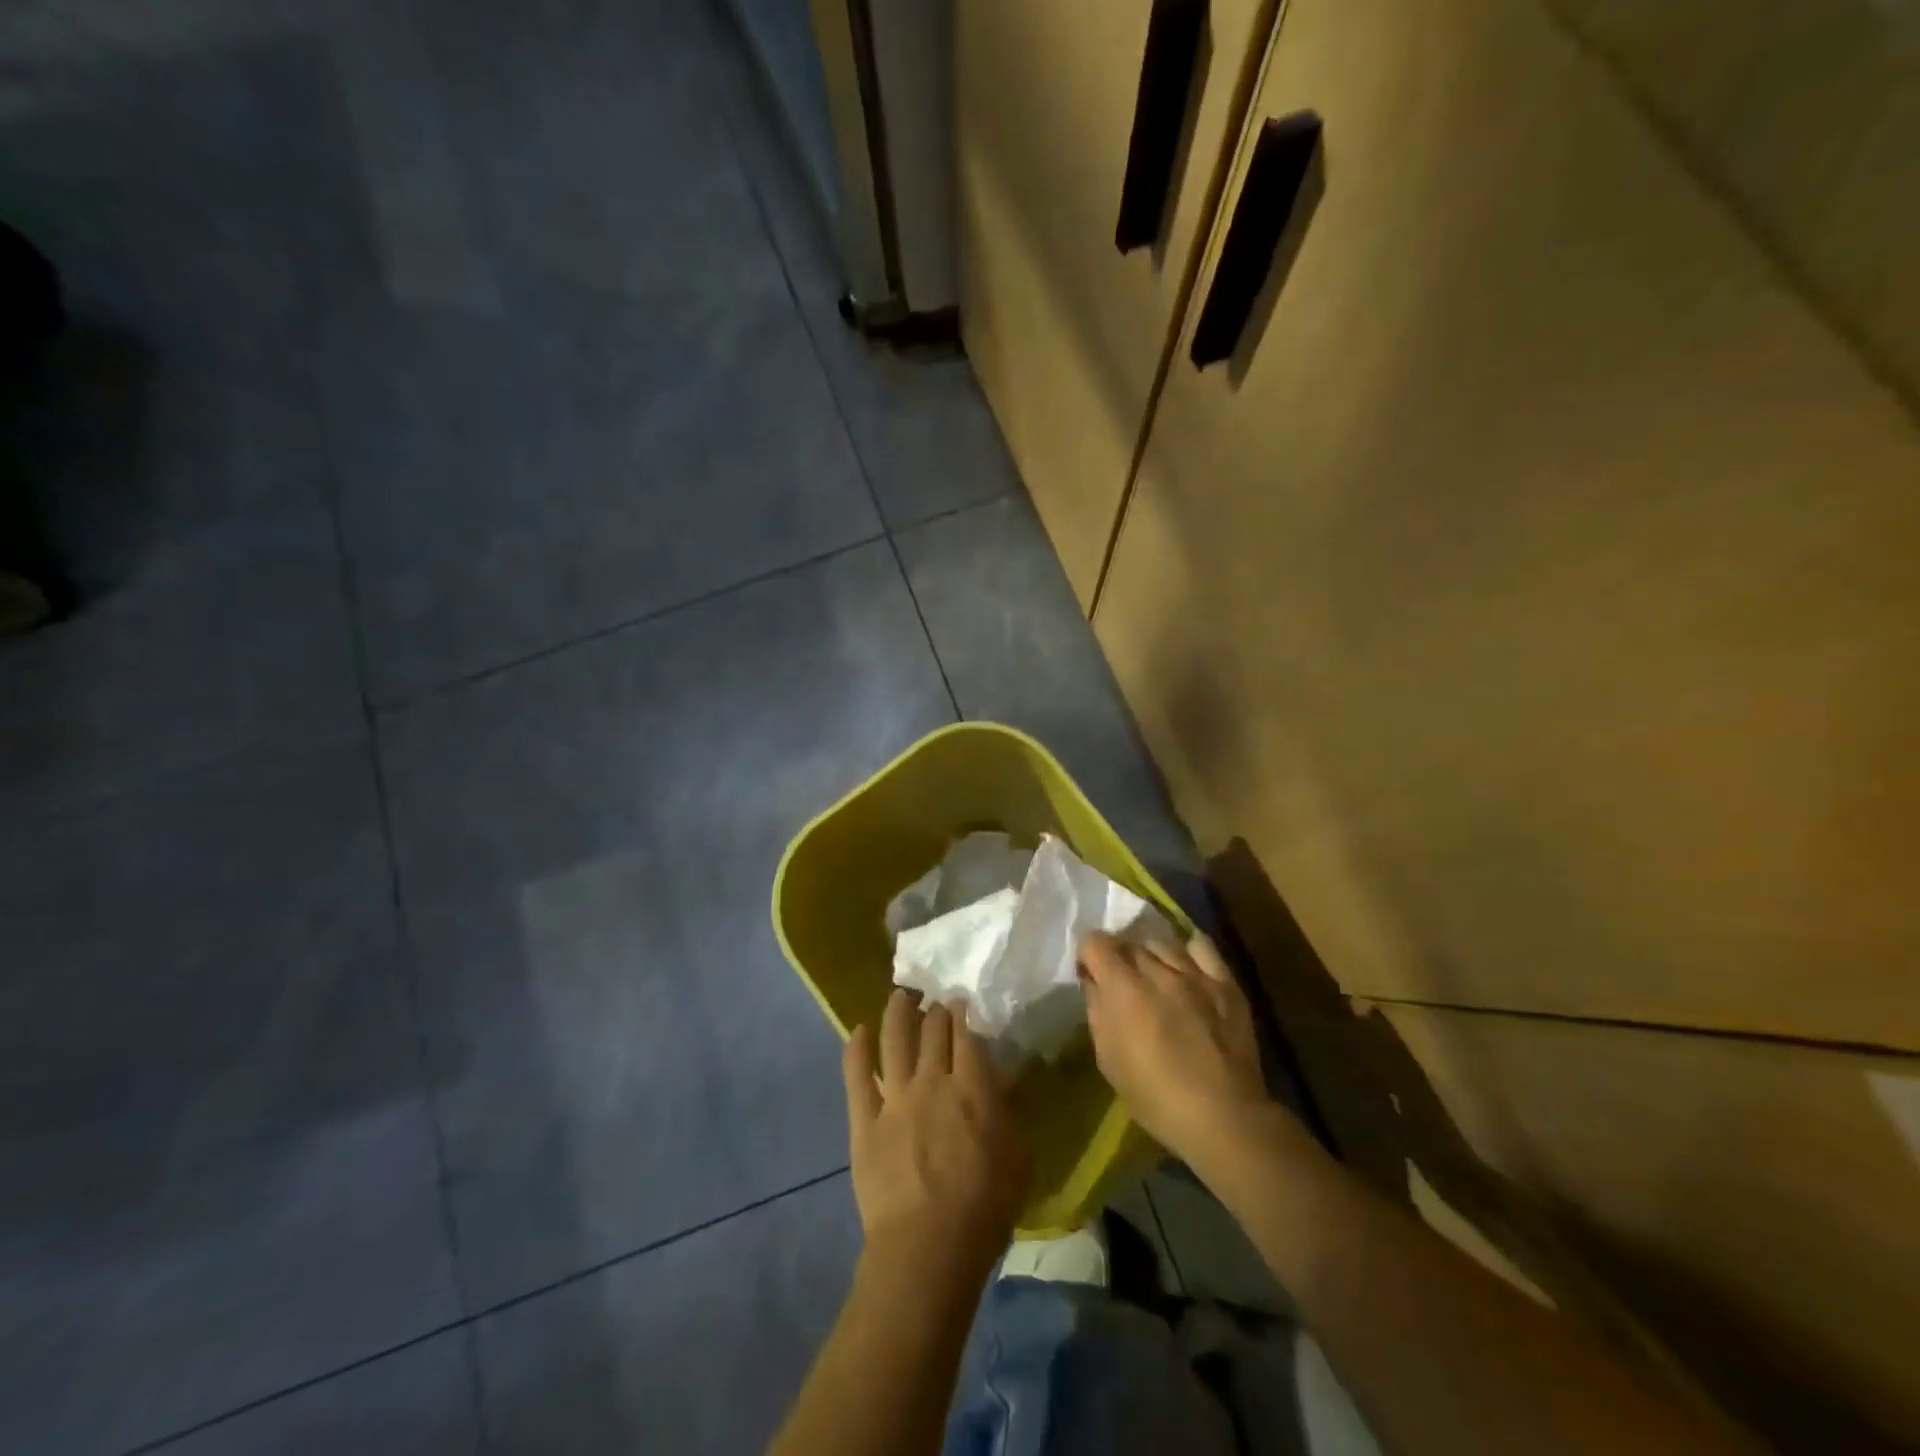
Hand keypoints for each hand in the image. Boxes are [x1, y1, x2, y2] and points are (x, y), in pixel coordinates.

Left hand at [842, 991, 1028, 1273]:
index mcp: (972, 1088)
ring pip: (894, 1040)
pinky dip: (855, 1050)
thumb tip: (1002, 1083)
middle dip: (935, 1010)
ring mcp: (895, 1098)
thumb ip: (1009, 1113)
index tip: (961, 1001)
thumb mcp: (1018, 1158)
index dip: (963, 1012)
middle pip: (932, 1031)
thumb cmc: (984, 1209)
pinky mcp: (865, 1120)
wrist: (927, 1248)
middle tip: (935, 1000)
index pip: (966, 1035)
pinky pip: (856, 1076)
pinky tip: (857, 1031)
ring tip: (900, 996)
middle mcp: (932, 1081)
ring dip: (897, 1013)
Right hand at [1079, 932, 1275, 1168]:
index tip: (1090, 973)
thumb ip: (1096, 1011)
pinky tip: (1187, 967)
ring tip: (1154, 978)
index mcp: (1122, 988)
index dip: (1088, 954)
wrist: (1222, 1116)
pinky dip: (1188, 952)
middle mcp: (1157, 970)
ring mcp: (1194, 973)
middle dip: (1119, 958)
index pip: (1095, 942)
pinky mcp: (1224, 982)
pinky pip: (1202, 948)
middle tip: (1122, 984)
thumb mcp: (1108, 1059)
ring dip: (1151, 957)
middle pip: (1129, 943)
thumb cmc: (1155, 1096)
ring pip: (1163, 944)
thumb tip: (1093, 982)